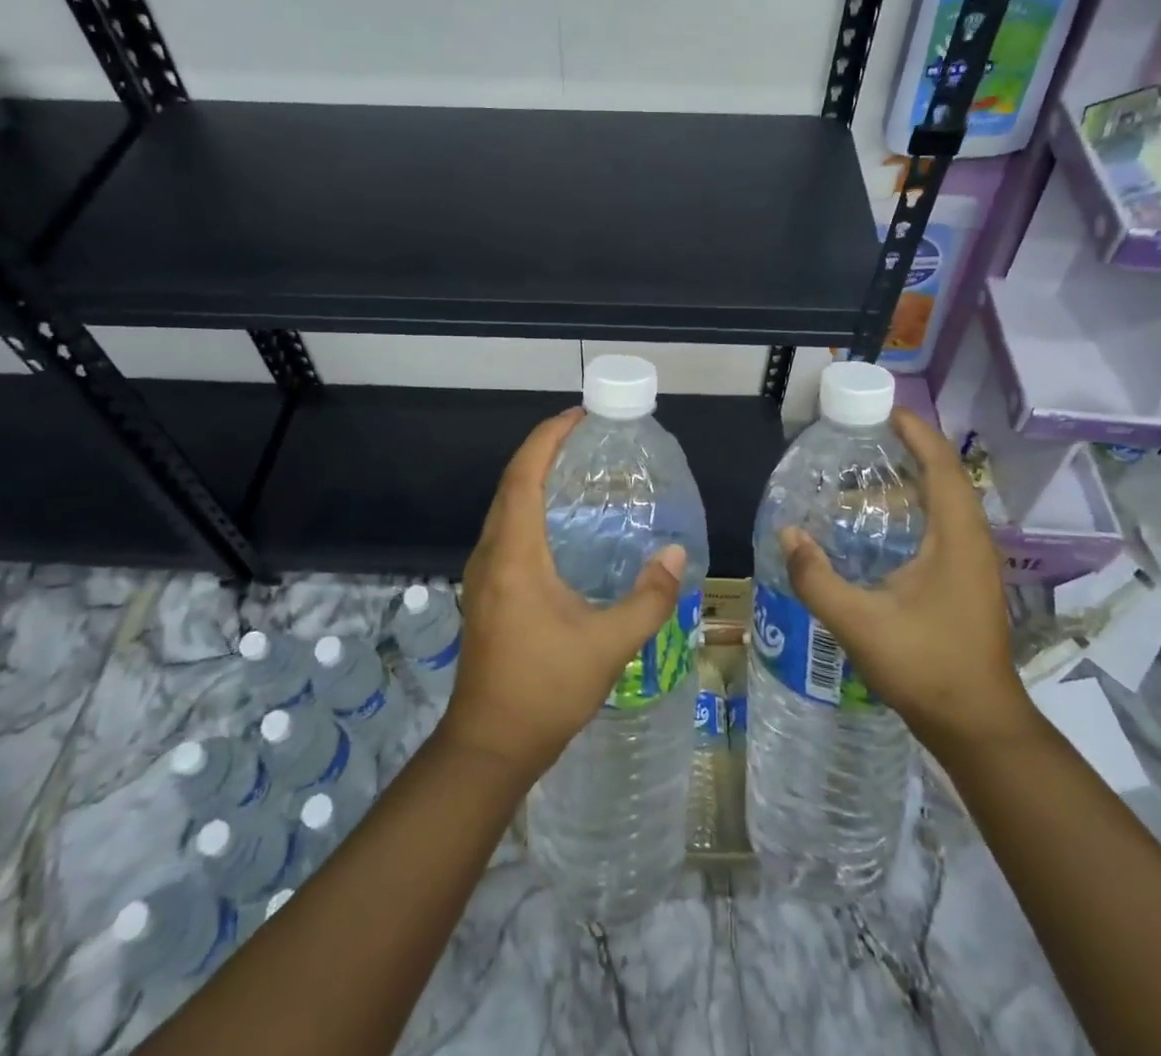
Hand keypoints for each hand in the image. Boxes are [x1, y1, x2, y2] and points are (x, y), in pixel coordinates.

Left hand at [436, 408, 687, 782]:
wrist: (490, 744)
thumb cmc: (546, 690)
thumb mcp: (609, 645)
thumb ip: (648, 597)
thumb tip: (678, 553)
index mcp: (515, 555)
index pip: (524, 476)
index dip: (548, 438)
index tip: (578, 415)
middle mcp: (491, 554)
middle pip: (511, 483)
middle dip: (543, 449)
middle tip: (586, 434)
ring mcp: (482, 573)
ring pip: (505, 506)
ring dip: (533, 476)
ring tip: (576, 467)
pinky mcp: (484, 590)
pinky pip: (506, 528)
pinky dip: (529, 505)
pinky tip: (561, 521)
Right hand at [779, 407, 1033, 741]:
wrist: (977, 723)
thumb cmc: (925, 666)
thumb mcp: (859, 622)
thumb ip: (816, 577)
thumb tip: (787, 533)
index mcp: (956, 537)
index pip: (941, 464)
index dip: (916, 431)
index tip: (883, 410)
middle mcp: (972, 540)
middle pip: (946, 476)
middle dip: (910, 448)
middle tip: (864, 437)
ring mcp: (974, 562)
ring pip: (947, 501)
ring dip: (914, 478)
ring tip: (867, 472)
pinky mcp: (968, 580)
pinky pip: (944, 524)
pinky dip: (916, 507)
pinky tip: (882, 525)